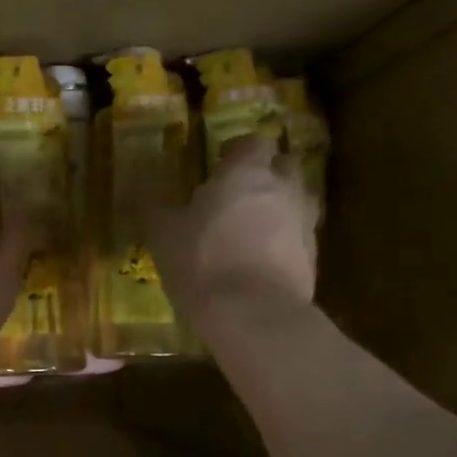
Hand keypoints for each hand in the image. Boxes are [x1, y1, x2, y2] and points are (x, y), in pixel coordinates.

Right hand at [149, 135, 317, 333]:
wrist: (254, 313)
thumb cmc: (202, 260)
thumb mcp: (163, 234)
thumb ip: (156, 208)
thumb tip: (142, 193)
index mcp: (246, 172)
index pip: (253, 142)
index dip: (238, 151)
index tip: (220, 162)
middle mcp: (283, 189)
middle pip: (285, 166)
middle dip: (267, 173)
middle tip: (240, 192)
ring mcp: (304, 223)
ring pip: (298, 201)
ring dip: (280, 207)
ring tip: (253, 227)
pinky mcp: (314, 258)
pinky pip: (299, 237)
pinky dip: (284, 242)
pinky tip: (262, 260)